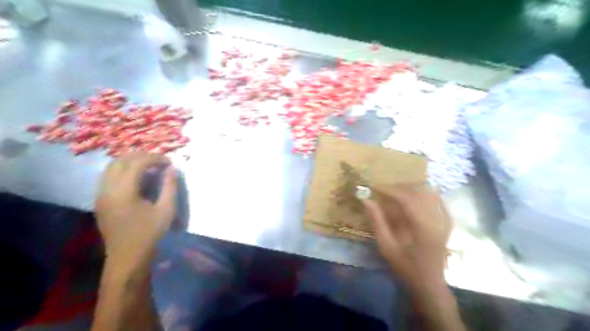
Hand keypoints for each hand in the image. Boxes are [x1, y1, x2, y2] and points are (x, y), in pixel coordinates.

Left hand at [96, 152, 177, 260]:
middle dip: (141, 156)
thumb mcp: (166, 210)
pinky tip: (137, 178)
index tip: (169, 162)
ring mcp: (101, 195)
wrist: (127, 257)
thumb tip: (172, 169)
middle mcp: (107, 189)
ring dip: (131, 162)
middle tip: (159, 161)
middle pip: (120, 161)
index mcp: (123, 192)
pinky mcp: (100, 200)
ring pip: (112, 167)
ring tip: (149, 167)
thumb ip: (170, 187)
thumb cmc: (149, 233)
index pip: (136, 163)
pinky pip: (109, 176)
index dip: (154, 158)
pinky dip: (123, 170)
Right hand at [359, 185, 452, 287]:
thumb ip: (377, 221)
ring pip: (429, 193)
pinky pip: (439, 201)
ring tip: (396, 193)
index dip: (389, 190)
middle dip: (398, 188)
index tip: (374, 187)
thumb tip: (366, 200)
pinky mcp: (447, 223)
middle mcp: (436, 220)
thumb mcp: (386, 246)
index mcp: (422, 227)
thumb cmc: (405, 266)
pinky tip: (414, 196)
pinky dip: (425, 194)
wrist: (428, 283)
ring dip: (411, 189)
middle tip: (383, 190)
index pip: (406, 198)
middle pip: (418, 192)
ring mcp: (444, 221)